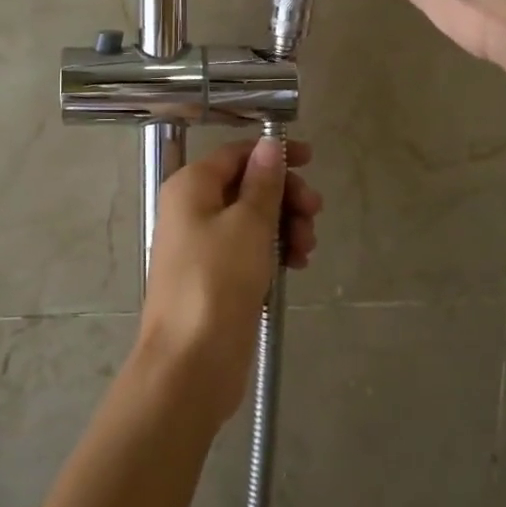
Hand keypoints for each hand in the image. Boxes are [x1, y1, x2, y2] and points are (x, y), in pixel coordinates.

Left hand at [136, 138, 322, 425]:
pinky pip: (249, 251)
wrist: (191, 362)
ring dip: (285, 227)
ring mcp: (202, 246)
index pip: (236, 154)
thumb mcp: (248, 224)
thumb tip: (269, 144)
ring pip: (252, 221)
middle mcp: (192, 210)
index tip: (311, 161)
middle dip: (285, 197)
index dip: (274, 154)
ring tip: (305, 250)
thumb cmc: (218, 281)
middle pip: (247, 187)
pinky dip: (273, 252)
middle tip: (315, 213)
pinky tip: (296, 265)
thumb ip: (263, 182)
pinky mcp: (216, 278)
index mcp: (191, 187)